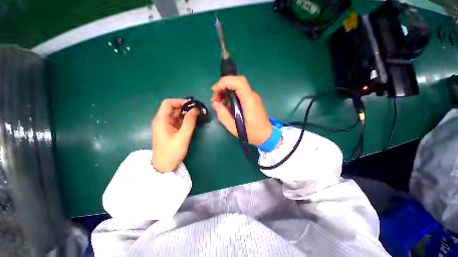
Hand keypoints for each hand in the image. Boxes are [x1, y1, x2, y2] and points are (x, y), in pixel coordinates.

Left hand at [151, 99, 199, 172]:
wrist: (164, 166)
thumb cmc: (172, 152)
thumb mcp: (183, 136)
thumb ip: (189, 122)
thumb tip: (195, 109)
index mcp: (161, 120)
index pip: (168, 103)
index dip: (180, 101)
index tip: (192, 105)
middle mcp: (162, 121)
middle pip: (173, 108)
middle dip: (185, 108)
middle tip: (197, 111)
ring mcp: (165, 126)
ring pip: (176, 115)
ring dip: (186, 114)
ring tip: (197, 116)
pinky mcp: (169, 130)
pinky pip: (177, 121)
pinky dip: (184, 120)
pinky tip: (192, 122)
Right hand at [211, 76, 271, 145]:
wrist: (266, 135)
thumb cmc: (251, 133)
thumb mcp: (234, 128)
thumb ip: (223, 115)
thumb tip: (215, 103)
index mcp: (249, 102)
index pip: (239, 82)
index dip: (225, 82)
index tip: (214, 90)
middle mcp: (252, 96)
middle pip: (237, 81)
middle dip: (223, 86)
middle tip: (215, 98)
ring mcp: (253, 97)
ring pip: (237, 86)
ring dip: (226, 90)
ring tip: (218, 102)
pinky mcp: (252, 100)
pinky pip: (240, 93)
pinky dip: (230, 95)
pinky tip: (226, 104)